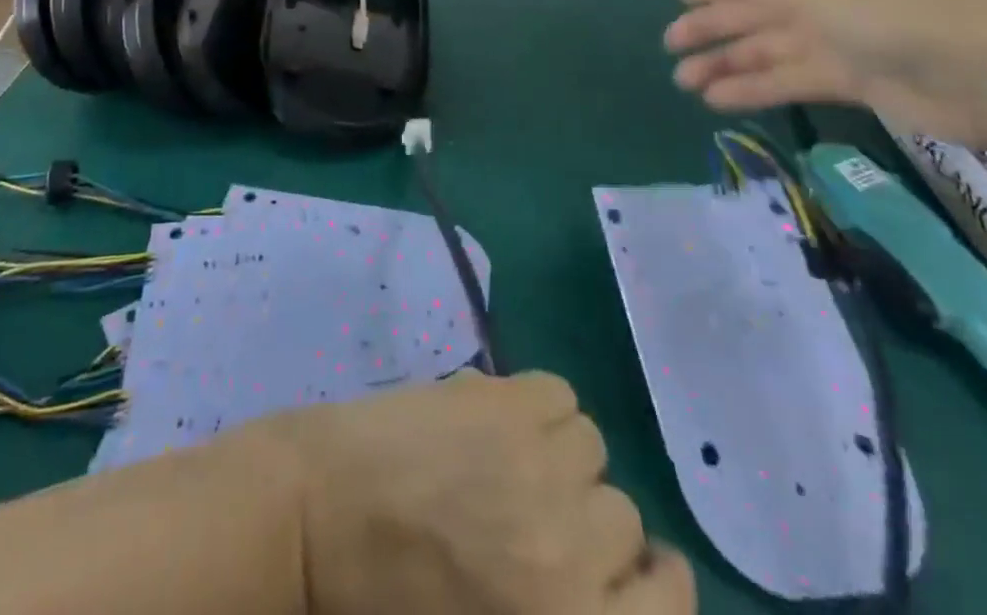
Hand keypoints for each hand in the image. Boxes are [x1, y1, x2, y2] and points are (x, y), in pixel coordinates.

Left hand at [256, 371, 692, 614]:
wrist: (316, 517)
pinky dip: (538, 404)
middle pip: (622, 516)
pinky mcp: (502, 401)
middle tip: (530, 512)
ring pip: (591, 445)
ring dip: (559, 453)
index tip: (620, 568)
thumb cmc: (393, 598)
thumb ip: (560, 598)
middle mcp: (568, 548)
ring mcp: (535, 464)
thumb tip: (617, 571)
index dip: (651, 580)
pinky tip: (497, 418)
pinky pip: (558, 392)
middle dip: (584, 516)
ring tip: (507, 459)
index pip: (670, 601)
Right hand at [665, 0, 986, 139]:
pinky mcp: (852, 80)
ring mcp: (839, 37)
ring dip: (726, 62)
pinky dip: (754, 88)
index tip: (678, 0)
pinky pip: (790, 79)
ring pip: (768, 47)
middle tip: (670, 46)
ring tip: (683, 81)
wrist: (979, 69)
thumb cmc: (882, 8)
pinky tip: (717, 100)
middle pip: (755, 9)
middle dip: (712, 26)